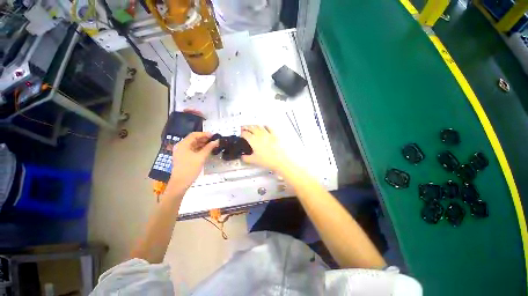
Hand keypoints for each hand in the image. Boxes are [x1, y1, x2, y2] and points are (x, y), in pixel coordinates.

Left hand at [167, 132, 217, 191]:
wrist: (180, 183)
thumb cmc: (190, 169)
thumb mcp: (201, 157)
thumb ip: (209, 148)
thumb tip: (216, 141)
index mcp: (183, 144)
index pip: (194, 135)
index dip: (204, 134)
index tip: (214, 135)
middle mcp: (181, 146)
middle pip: (193, 139)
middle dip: (204, 139)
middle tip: (214, 140)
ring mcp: (182, 152)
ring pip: (193, 145)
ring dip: (202, 144)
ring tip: (212, 144)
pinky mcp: (184, 157)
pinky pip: (192, 150)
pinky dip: (200, 149)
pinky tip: (207, 150)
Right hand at [241, 125, 290, 172]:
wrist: (281, 160)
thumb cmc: (267, 160)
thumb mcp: (254, 161)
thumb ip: (246, 158)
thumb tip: (242, 157)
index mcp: (253, 140)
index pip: (245, 134)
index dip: (242, 133)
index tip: (241, 134)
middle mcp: (259, 135)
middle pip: (251, 128)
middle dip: (246, 127)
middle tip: (244, 128)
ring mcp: (267, 133)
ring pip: (259, 126)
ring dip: (254, 125)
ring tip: (252, 126)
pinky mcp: (274, 134)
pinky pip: (269, 127)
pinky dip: (265, 126)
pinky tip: (264, 126)